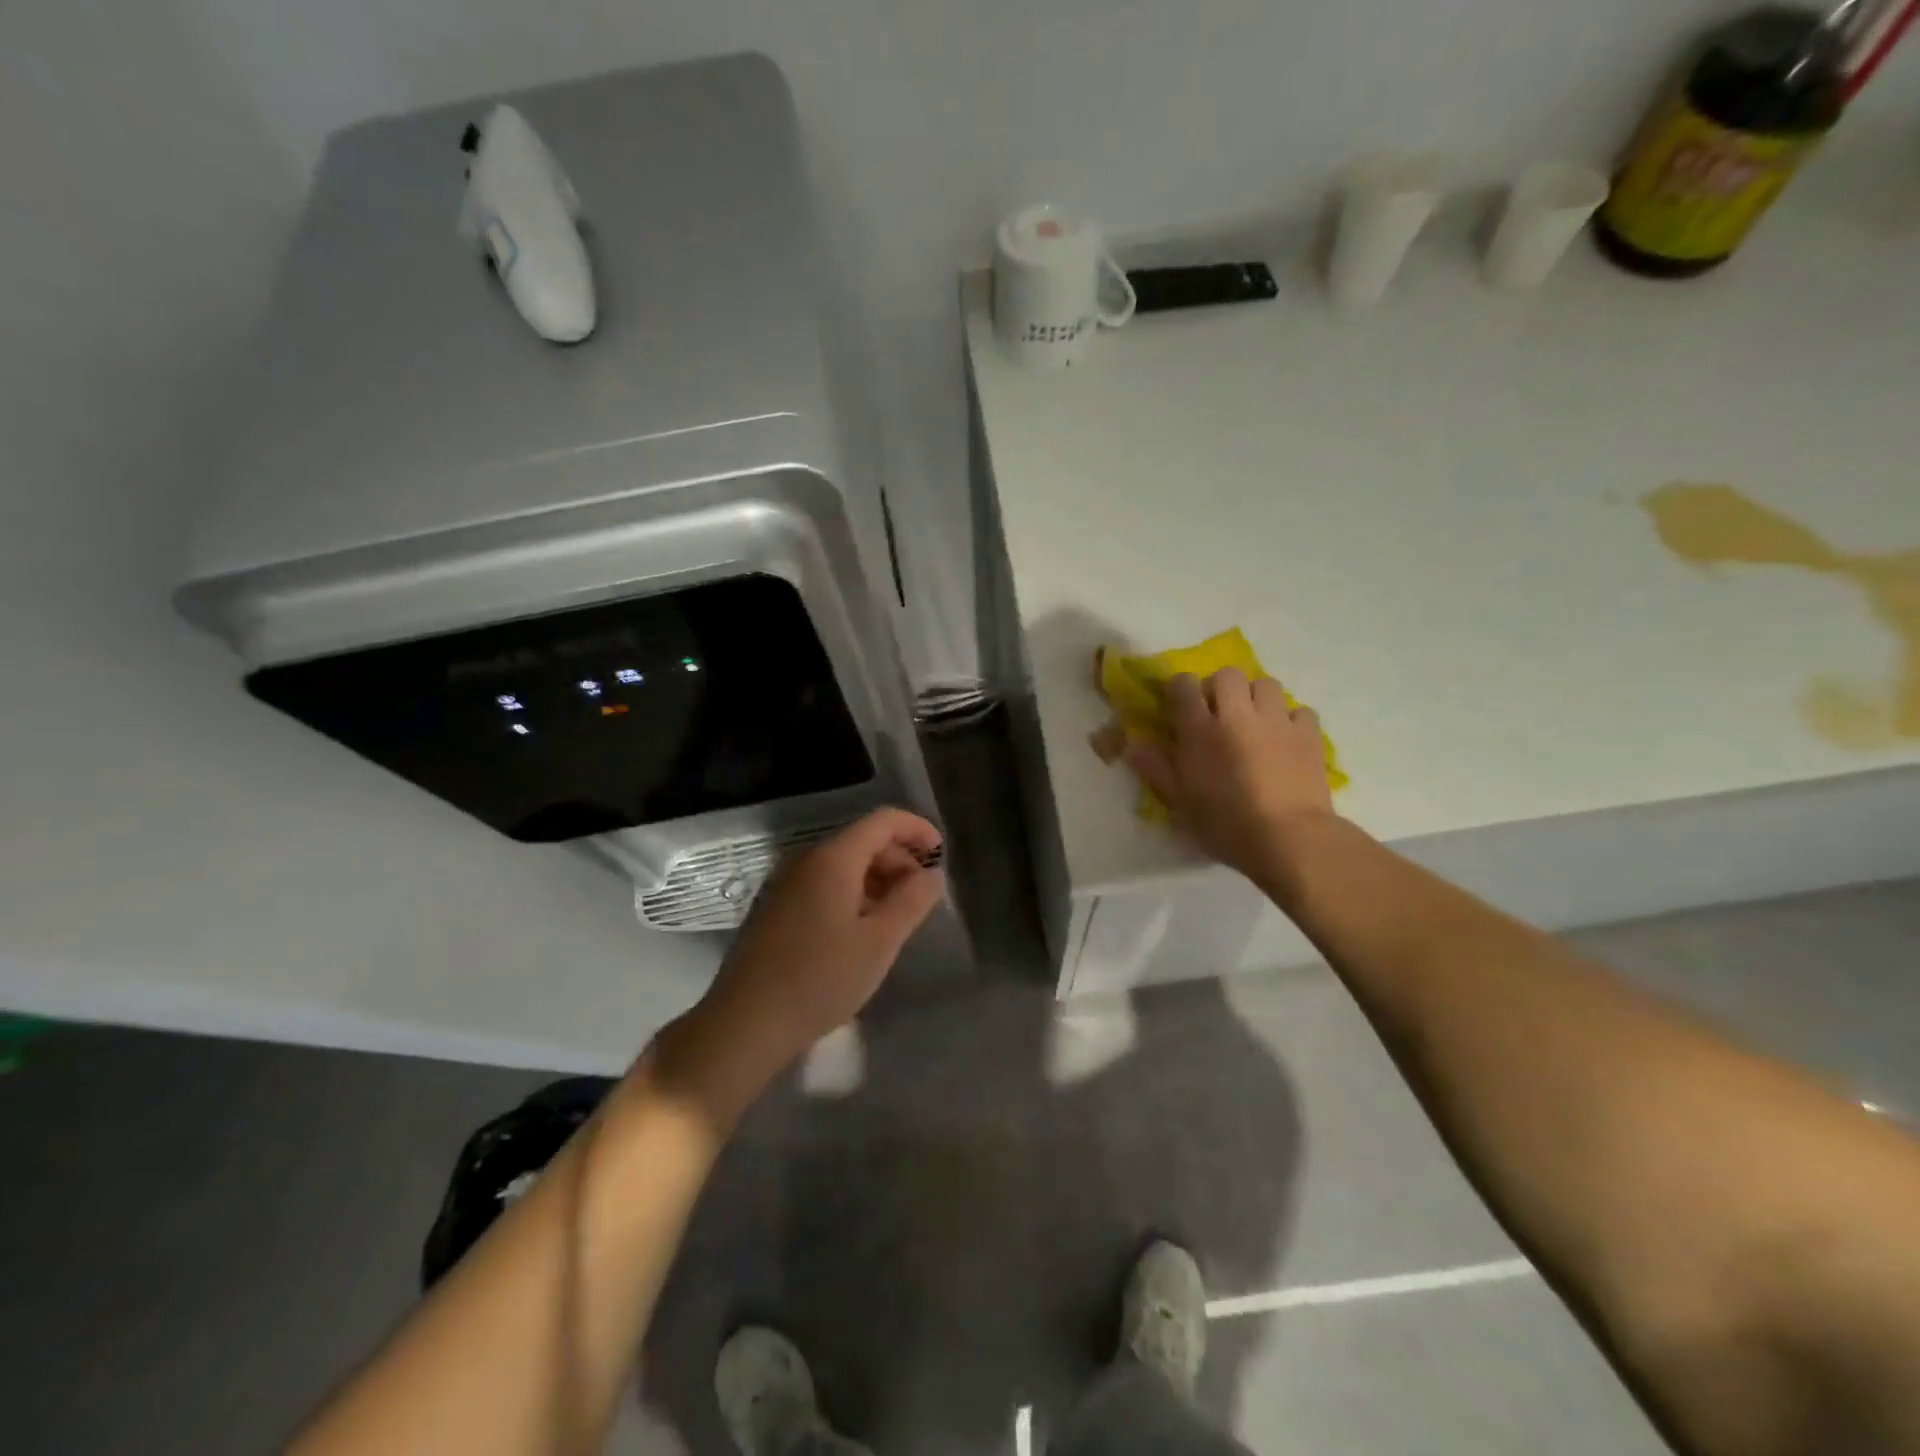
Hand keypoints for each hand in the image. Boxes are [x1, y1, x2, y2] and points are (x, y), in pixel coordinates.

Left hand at [655, 808, 944, 1121]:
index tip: (941, 854)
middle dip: (899, 858)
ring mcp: (786, 883)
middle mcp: (806, 860)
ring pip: (843, 864)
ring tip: (898, 915)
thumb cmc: (820, 979)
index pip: (883, 821)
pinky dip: (853, 892)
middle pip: (862, 840)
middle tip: (923, 894)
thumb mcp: (879, 942)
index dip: (917, 829)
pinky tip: (863, 928)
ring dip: (877, 878)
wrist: (746, 1022)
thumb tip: (934, 874)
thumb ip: (912, 901)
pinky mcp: (776, 907)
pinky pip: (823, 883)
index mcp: (832, 859)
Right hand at [1123, 669, 1335, 880]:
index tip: (1179, 705)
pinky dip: (1292, 719)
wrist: (1288, 838)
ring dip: (1257, 697)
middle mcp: (1237, 715)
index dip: (1180, 689)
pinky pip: (1300, 711)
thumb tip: (1131, 744)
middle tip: (1220, 713)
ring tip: (1255, 721)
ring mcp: (1276, 721)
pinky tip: (1286, 739)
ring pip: (1266, 684)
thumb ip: (1155, 769)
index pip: (1183, 686)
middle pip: (1228, 675)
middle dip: (1221, 688)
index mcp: (1200, 730)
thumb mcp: (1180, 802)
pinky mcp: (1308, 734)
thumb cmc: (1225, 824)